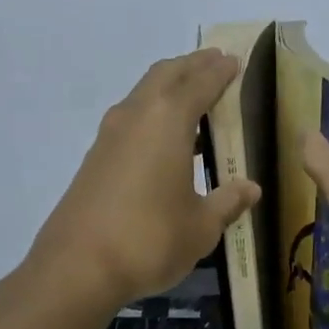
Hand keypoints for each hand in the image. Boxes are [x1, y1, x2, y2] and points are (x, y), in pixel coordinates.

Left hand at [31, 49, 261, 306]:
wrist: (77, 267)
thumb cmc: (151, 239)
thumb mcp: (201, 227)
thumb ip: (228, 202)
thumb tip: (251, 188)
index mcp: (168, 120)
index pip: (200, 82)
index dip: (219, 70)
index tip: (234, 60)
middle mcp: (136, 115)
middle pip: (166, 74)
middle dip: (192, 65)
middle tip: (214, 62)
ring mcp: (110, 135)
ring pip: (143, 93)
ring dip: (168, 86)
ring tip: (192, 93)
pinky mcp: (95, 157)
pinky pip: (130, 117)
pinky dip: (152, 111)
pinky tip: (163, 137)